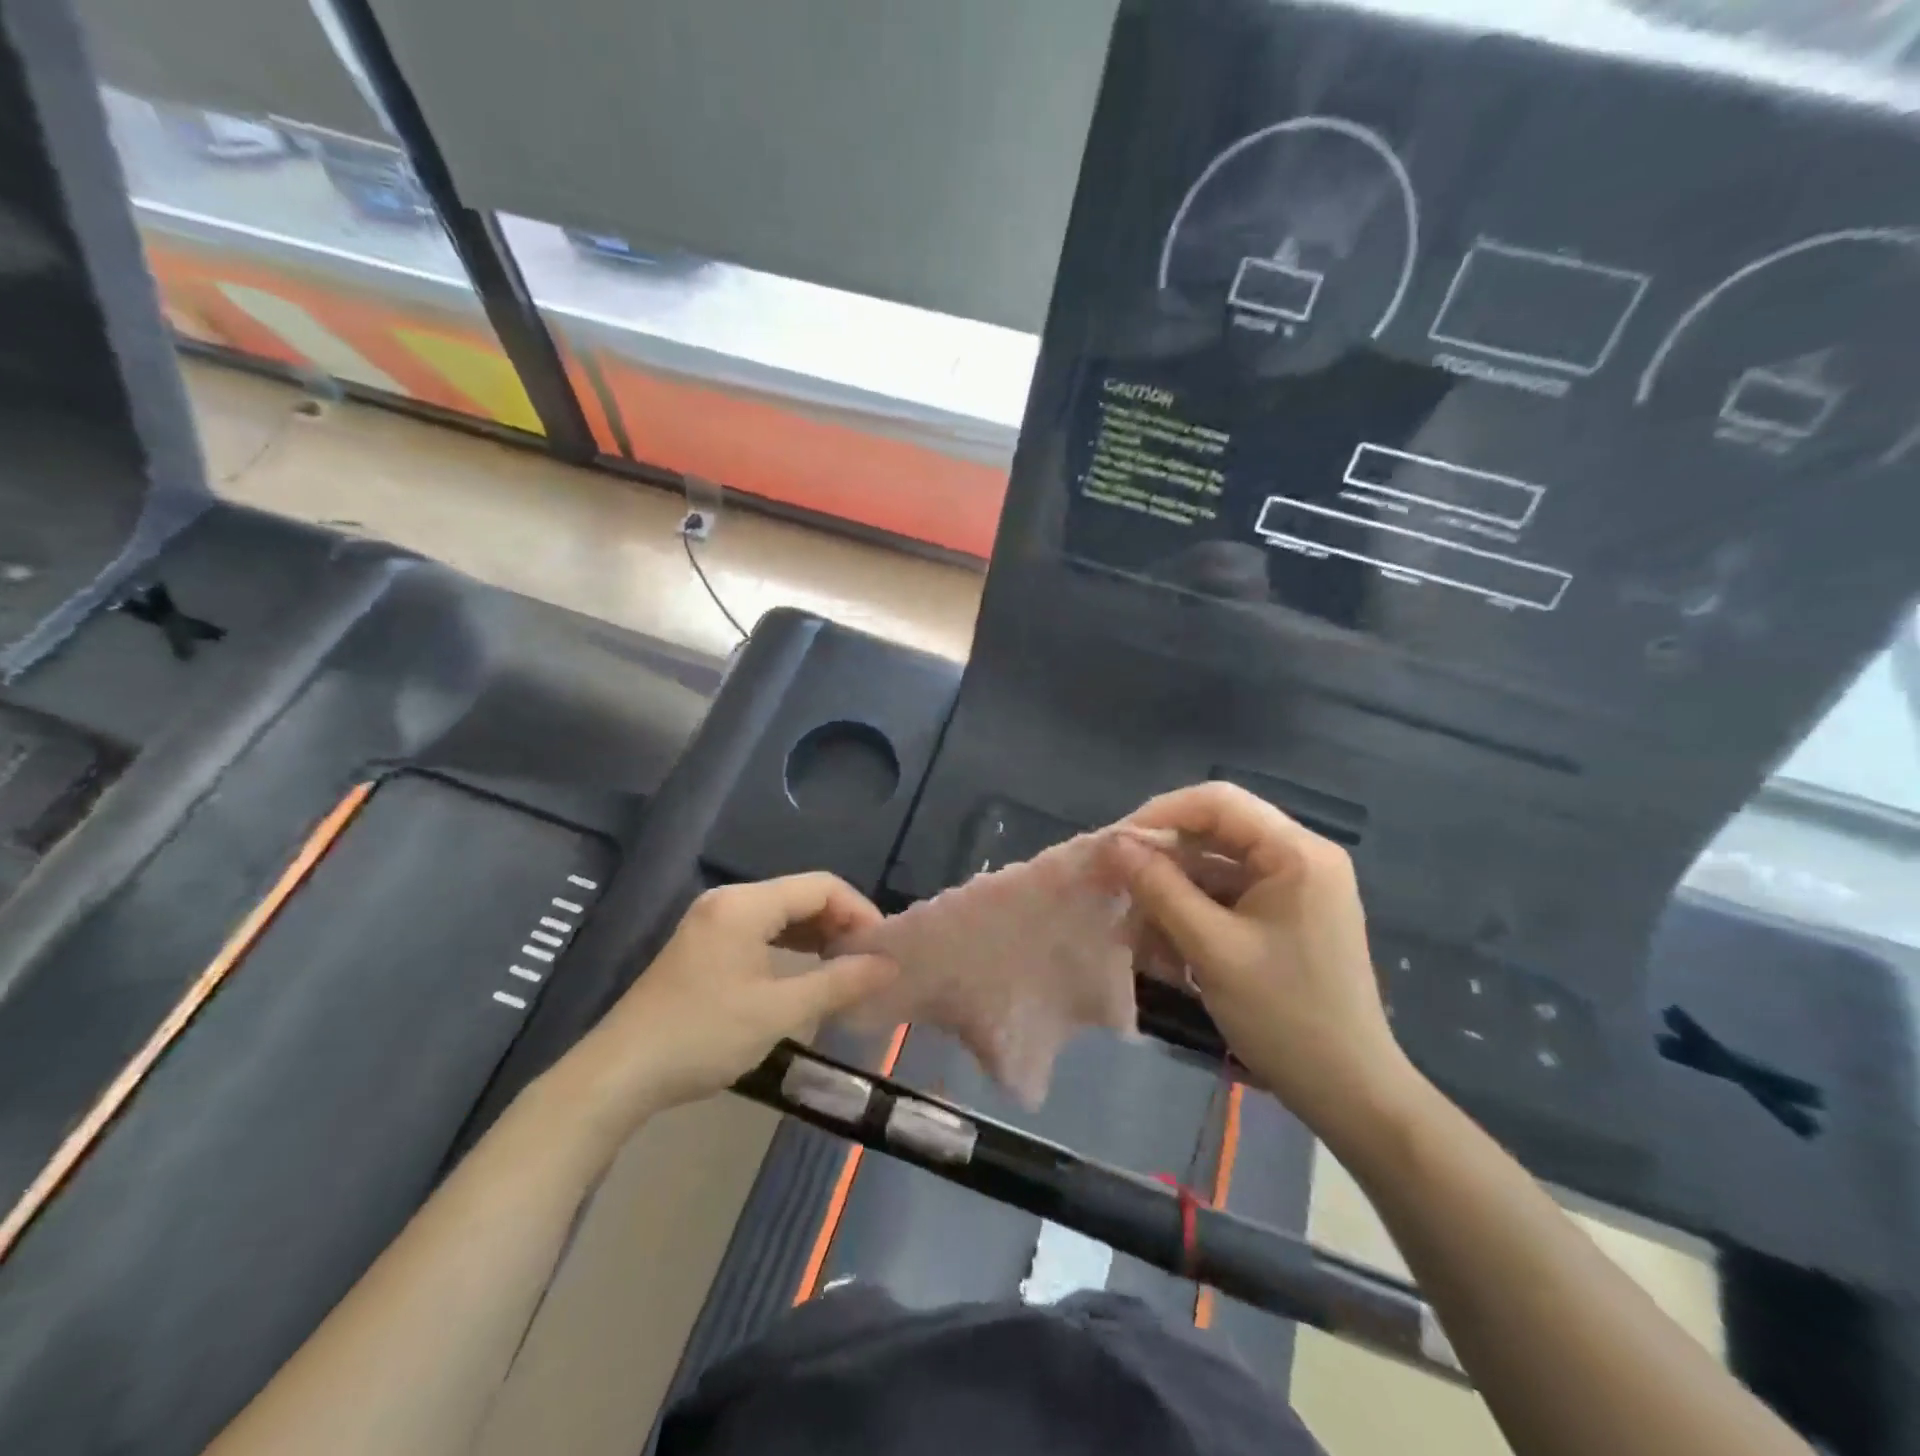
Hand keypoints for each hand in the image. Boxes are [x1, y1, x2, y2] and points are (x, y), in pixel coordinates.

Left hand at [563, 874, 897, 1129]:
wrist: (619, 1074)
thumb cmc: (702, 1035)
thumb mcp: (778, 1011)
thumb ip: (838, 983)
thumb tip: (888, 966)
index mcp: (745, 904)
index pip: (821, 886)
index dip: (859, 911)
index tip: (882, 949)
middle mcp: (728, 901)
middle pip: (801, 896)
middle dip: (840, 924)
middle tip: (868, 962)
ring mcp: (711, 922)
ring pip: (780, 914)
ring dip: (816, 936)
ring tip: (844, 969)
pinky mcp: (703, 945)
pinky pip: (759, 931)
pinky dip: (789, 947)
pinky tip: (804, 973)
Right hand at [1110, 783, 1417, 1142]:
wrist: (1350, 1094)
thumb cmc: (1285, 1017)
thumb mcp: (1212, 949)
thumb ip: (1160, 888)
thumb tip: (1115, 844)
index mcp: (1297, 853)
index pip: (1218, 803)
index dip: (1160, 815)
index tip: (1115, 845)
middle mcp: (1299, 857)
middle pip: (1214, 833)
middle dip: (1161, 859)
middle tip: (1113, 882)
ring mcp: (1293, 887)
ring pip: (1214, 867)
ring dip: (1170, 892)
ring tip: (1130, 926)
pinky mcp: (1284, 916)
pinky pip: (1226, 897)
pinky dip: (1191, 914)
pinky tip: (1160, 944)